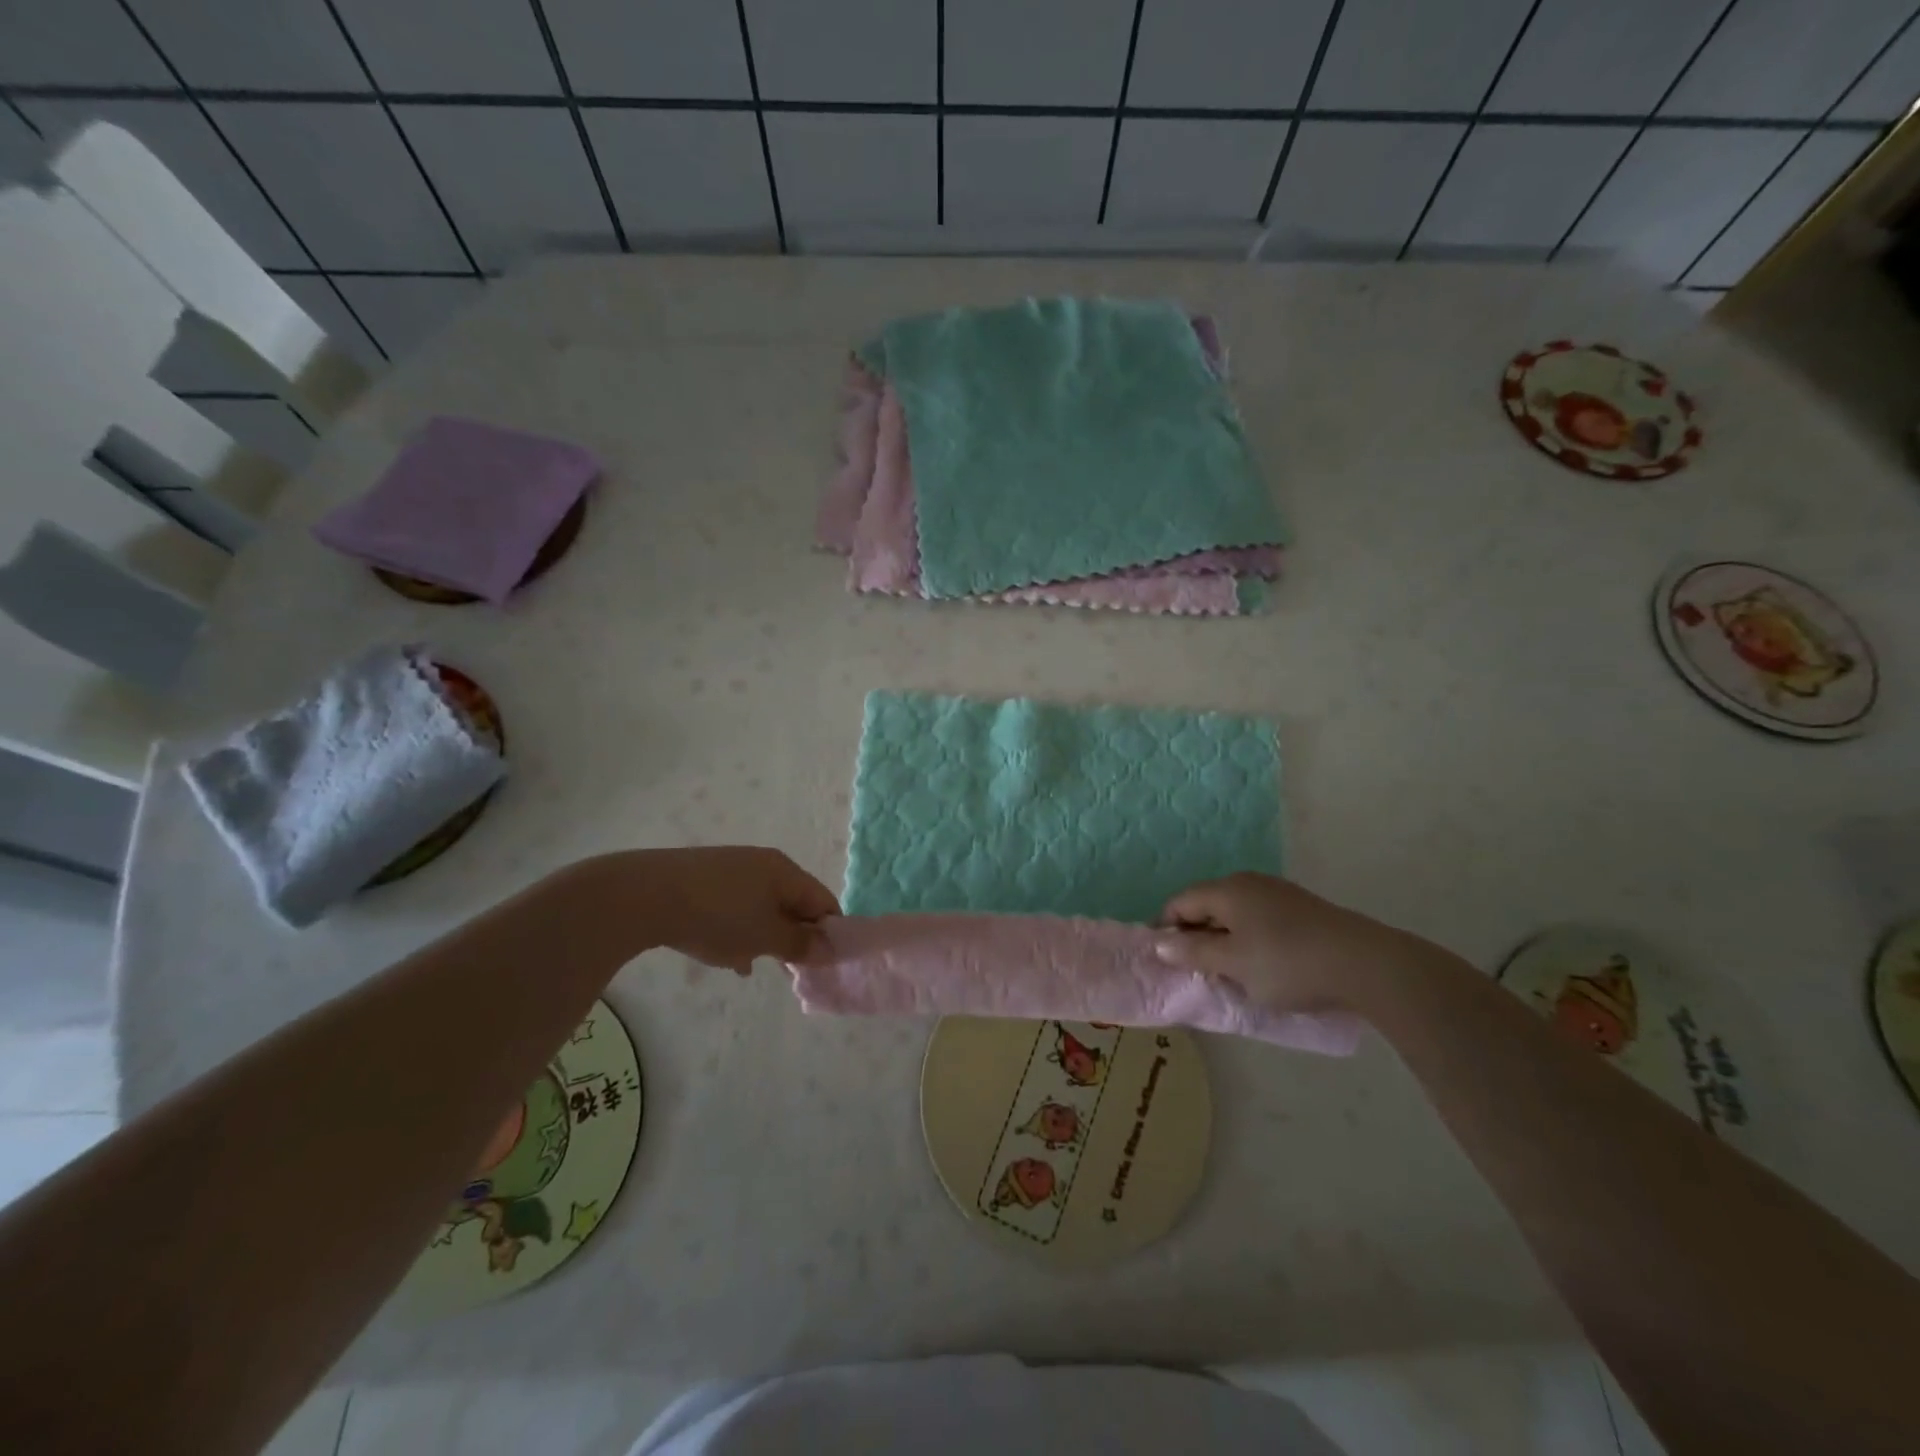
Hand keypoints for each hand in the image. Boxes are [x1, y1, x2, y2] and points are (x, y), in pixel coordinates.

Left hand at [584, 846, 839, 973]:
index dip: (828, 933)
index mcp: (785, 871)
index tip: (821, 964)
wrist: (645, 895)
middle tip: (789, 969)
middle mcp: (763, 864)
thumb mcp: (764, 937)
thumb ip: (799, 944)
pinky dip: (739, 930)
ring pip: (763, 907)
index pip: (823, 901)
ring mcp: (731, 870)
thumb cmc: (718, 916)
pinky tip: (727, 956)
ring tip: (753, 964)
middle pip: (793, 903)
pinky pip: (735, 908)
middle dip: (794, 937)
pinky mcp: (704, 880)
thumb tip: (830, 948)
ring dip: (765, 936)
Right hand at [1154, 872, 1420, 1014]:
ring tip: (1231, 972)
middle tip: (1197, 971)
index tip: (1166, 961)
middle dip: (1196, 936)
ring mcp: (1279, 893)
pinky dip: (1250, 940)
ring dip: (1224, 940)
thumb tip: (1160, 943)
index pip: (1180, 902)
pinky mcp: (1302, 909)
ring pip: (1235, 914)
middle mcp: (1249, 883)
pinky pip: (1260, 920)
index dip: (1166, 929)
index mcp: (1226, 890)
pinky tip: (1264, 965)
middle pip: (1207, 905)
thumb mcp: (1233, 963)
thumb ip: (1193, 952)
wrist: (1367, 965)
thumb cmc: (1287, 963)